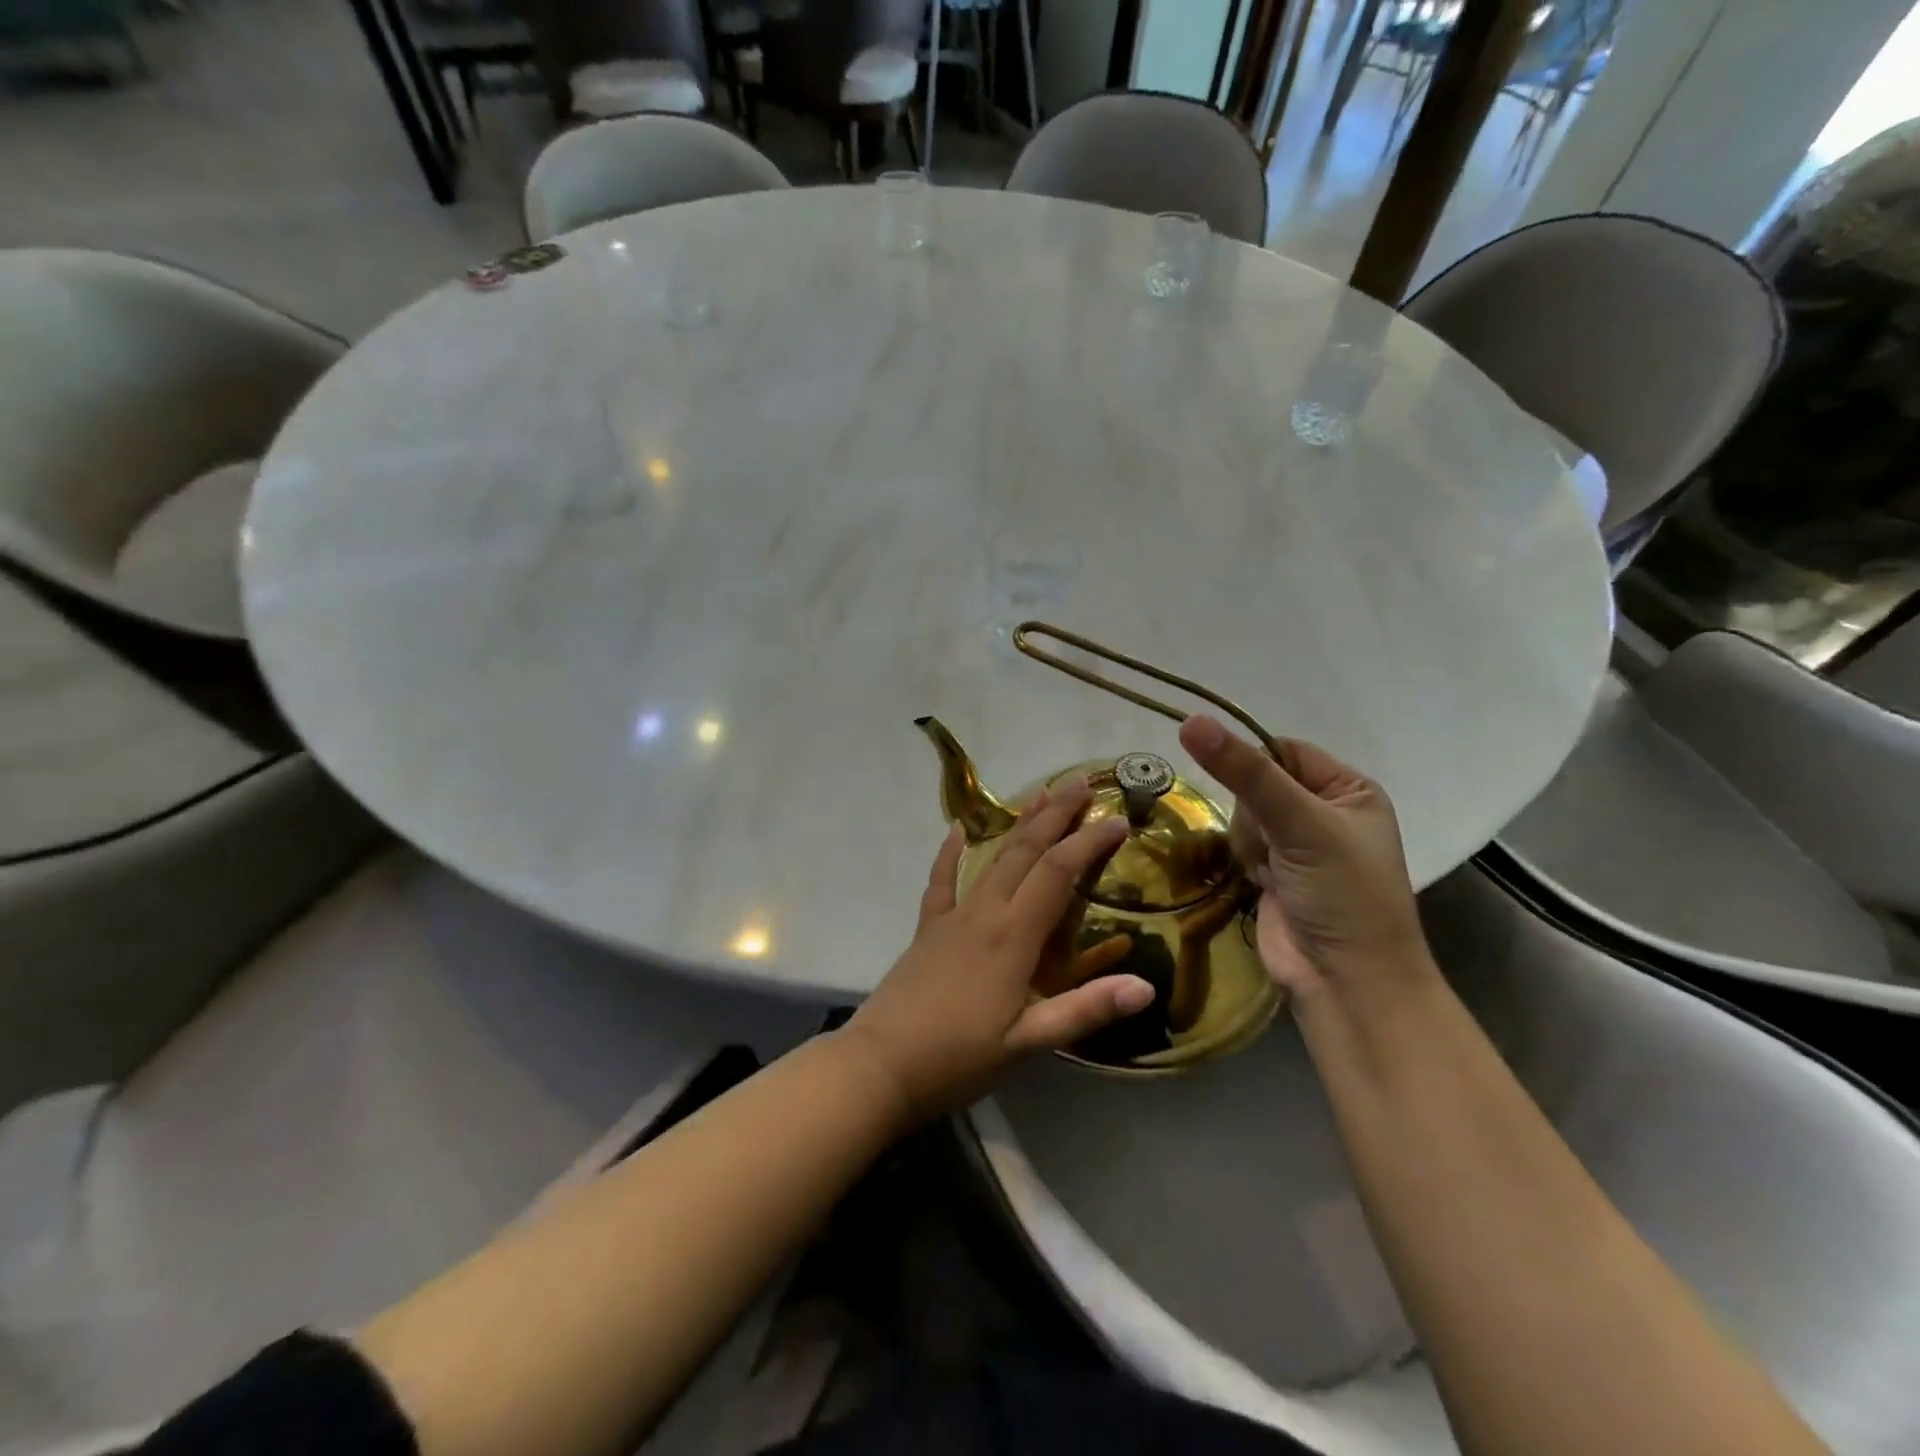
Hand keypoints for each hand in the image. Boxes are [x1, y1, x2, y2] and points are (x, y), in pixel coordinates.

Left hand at [840, 777, 1154, 1122]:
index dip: (1088, 842)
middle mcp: (984, 913)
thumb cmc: (958, 1057)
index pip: (1057, 874)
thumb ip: (1085, 1010)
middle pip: (1025, 852)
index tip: (1118, 819)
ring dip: (1018, 824)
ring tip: (1039, 794)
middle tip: (1081, 782)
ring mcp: (952, 916)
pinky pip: (941, 881)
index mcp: (1013, 937)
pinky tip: (958, 830)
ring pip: (991, 858)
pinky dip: (950, 853)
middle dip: (1055, 815)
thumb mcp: (1028, 1042)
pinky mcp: (927, 928)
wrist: (880, 1065)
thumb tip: (1146, 985)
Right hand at [1177, 715, 1428, 999]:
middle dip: (1254, 814)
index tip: (1242, 787)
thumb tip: (1191, 720)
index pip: (1284, 750)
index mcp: (1350, 790)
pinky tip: (1259, 882)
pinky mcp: (1272, 874)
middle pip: (1257, 783)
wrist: (1345, 983)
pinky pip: (1239, 845)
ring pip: (1243, 815)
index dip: (1255, 763)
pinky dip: (1243, 860)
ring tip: (1271, 872)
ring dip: (1249, 841)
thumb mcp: (1299, 823)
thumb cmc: (1342, 894)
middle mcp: (1324, 812)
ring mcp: (1296, 845)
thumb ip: (1245, 772)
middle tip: (1274, 845)